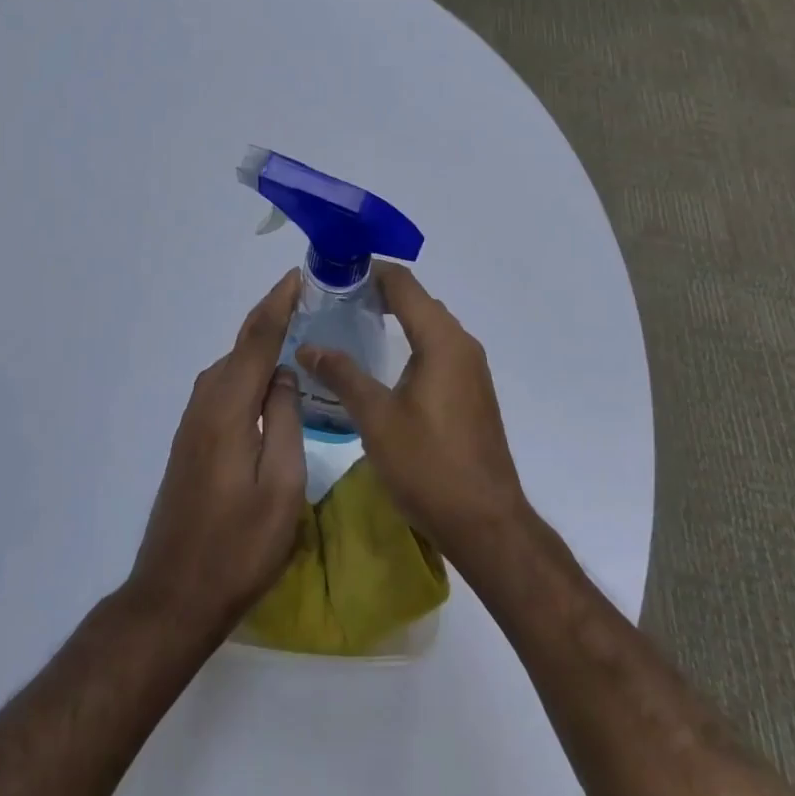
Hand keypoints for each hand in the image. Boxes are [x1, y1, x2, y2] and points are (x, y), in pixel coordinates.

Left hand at [129, 271, 306, 637]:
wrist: (173, 596)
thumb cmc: (238, 547)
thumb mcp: (282, 487)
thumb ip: (286, 421)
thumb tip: (284, 375)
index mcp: (229, 409)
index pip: (258, 339)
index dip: (279, 303)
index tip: (299, 276)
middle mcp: (206, 403)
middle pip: (241, 346)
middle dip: (272, 317)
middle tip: (309, 300)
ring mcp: (194, 422)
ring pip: (231, 366)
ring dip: (260, 343)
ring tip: (295, 330)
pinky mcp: (191, 440)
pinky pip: (224, 387)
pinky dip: (248, 369)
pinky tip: (267, 380)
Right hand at [298, 263, 527, 568]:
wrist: (486, 523)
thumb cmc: (429, 466)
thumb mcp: (377, 418)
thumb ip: (342, 374)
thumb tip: (308, 347)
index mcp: (442, 340)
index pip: (404, 284)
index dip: (369, 272)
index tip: (334, 274)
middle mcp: (462, 344)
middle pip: (418, 301)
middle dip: (379, 293)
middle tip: (335, 301)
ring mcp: (471, 370)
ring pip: (430, 326)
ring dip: (396, 318)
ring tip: (353, 326)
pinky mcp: (472, 392)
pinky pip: (439, 349)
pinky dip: (411, 342)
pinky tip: (384, 363)